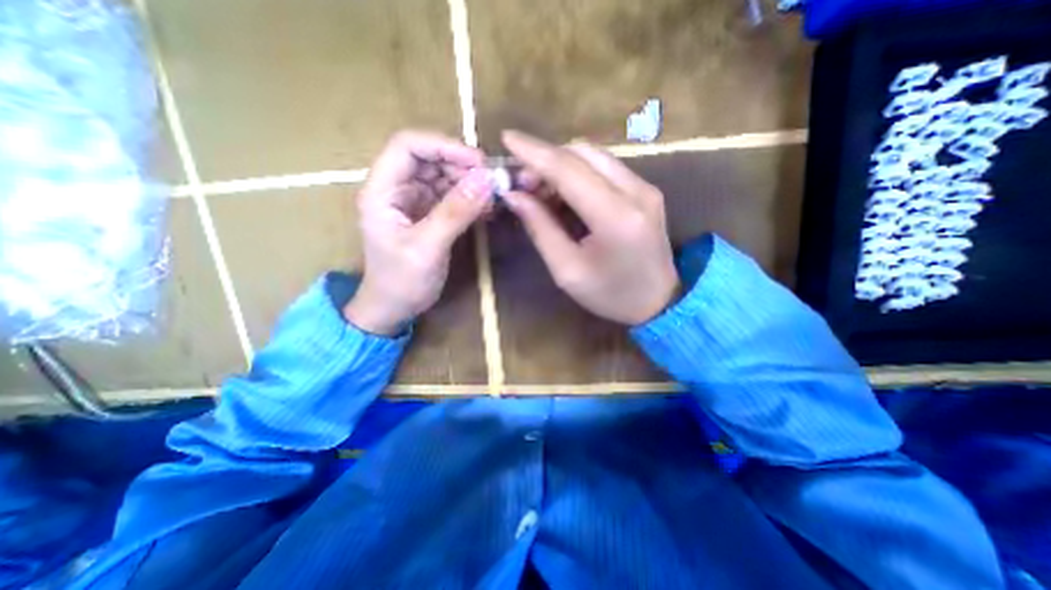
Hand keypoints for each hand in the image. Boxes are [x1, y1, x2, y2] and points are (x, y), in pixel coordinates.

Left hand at [346, 132, 493, 336]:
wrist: (395, 307)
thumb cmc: (401, 281)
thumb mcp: (427, 248)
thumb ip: (455, 213)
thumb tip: (486, 181)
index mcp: (382, 190)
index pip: (408, 146)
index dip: (443, 146)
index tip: (478, 162)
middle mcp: (397, 189)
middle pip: (429, 158)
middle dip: (462, 165)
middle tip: (492, 181)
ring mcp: (414, 201)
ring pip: (444, 176)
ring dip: (469, 182)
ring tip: (493, 197)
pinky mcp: (429, 214)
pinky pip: (452, 196)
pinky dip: (470, 198)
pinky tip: (487, 208)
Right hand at [500, 128, 681, 327]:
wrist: (659, 302)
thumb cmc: (610, 294)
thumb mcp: (567, 270)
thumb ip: (541, 228)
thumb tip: (514, 195)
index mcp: (615, 217)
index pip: (568, 169)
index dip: (534, 152)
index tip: (507, 138)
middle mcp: (635, 191)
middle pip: (583, 152)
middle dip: (546, 160)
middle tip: (523, 185)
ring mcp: (645, 187)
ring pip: (594, 156)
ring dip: (562, 166)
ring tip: (541, 192)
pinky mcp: (646, 190)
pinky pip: (605, 168)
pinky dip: (579, 173)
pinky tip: (566, 195)